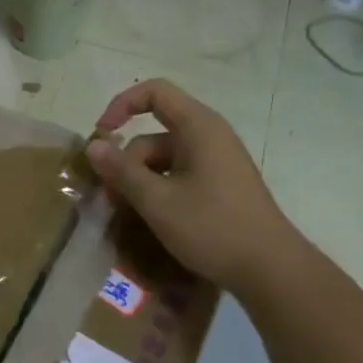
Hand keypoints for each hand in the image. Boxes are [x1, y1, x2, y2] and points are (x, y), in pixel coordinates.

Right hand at [86, 79, 294, 291]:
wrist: (269, 269)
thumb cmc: (212, 227)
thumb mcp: (157, 201)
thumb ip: (122, 171)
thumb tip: (93, 146)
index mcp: (198, 128)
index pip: (154, 93)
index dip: (121, 105)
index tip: (100, 136)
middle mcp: (208, 137)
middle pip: (153, 135)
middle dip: (126, 163)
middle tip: (109, 199)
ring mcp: (215, 163)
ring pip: (162, 161)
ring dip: (139, 182)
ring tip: (126, 215)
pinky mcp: (219, 186)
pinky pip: (178, 177)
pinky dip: (158, 191)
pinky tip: (149, 219)